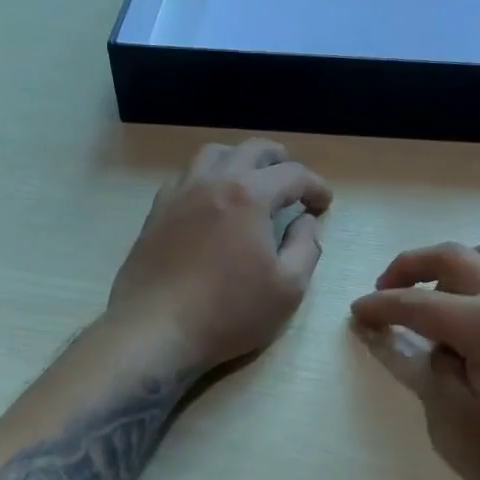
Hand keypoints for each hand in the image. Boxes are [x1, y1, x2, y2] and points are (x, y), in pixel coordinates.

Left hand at [107, 139, 331, 373]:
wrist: (155, 329)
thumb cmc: (228, 312)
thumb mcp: (287, 288)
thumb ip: (306, 247)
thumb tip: (306, 220)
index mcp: (249, 196)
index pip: (292, 175)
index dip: (315, 186)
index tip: (324, 203)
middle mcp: (213, 181)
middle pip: (252, 149)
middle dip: (280, 160)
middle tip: (294, 182)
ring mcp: (180, 193)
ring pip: (214, 154)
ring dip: (240, 159)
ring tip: (252, 180)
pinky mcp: (157, 211)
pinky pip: (186, 175)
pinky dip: (208, 175)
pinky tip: (211, 199)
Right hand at [350, 238, 479, 479]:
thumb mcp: (466, 425)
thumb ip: (441, 374)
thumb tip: (441, 349)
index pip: (418, 304)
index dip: (382, 306)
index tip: (358, 312)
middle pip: (453, 256)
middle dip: (411, 266)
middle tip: (387, 286)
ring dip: (460, 260)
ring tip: (444, 288)